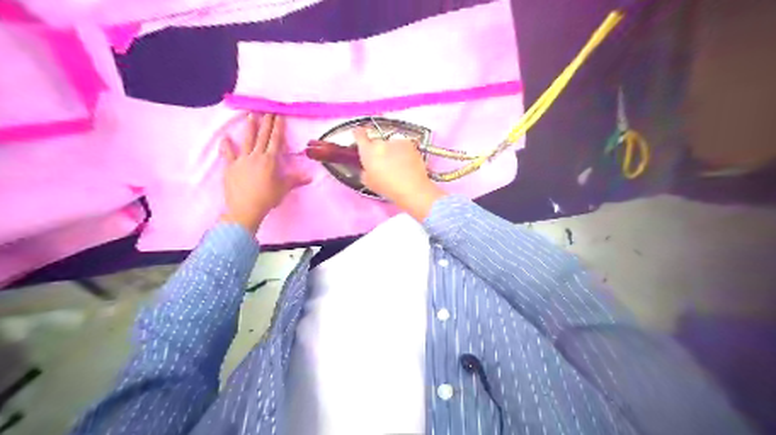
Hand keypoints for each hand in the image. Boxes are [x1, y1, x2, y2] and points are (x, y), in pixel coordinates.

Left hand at [220, 114, 310, 231]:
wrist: (245, 208)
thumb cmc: (267, 198)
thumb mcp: (284, 189)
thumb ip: (296, 180)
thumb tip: (310, 177)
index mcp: (270, 160)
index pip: (276, 140)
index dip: (278, 128)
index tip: (278, 116)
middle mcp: (256, 156)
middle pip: (262, 136)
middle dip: (266, 123)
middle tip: (267, 110)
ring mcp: (242, 160)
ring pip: (247, 140)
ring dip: (249, 127)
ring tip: (250, 115)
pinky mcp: (230, 167)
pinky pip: (228, 153)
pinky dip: (226, 145)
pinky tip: (225, 137)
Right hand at [353, 126, 444, 219]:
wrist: (412, 187)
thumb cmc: (387, 187)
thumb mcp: (368, 182)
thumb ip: (365, 170)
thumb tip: (367, 167)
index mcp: (368, 151)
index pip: (359, 135)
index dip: (358, 134)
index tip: (359, 134)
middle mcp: (381, 142)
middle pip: (376, 141)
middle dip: (377, 148)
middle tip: (382, 161)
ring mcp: (396, 142)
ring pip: (390, 143)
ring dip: (391, 149)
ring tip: (396, 163)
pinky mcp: (410, 144)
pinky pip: (402, 145)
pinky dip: (402, 151)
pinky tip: (405, 162)